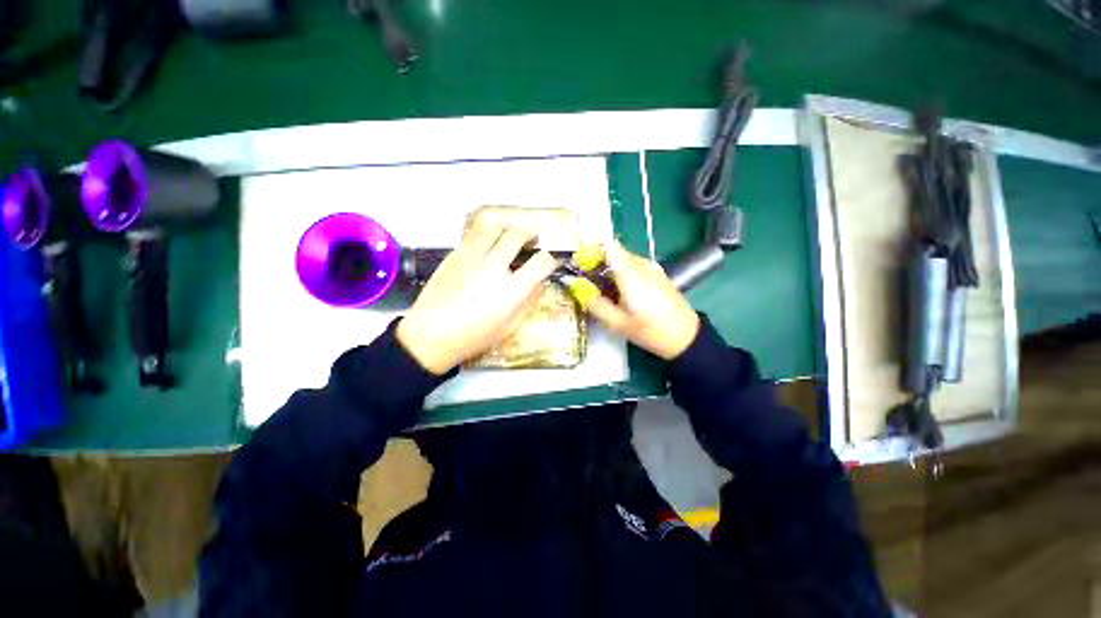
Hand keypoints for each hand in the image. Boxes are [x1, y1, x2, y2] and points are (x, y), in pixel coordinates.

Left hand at [396, 224, 557, 373]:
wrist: (431, 334)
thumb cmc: (474, 336)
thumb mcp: (510, 326)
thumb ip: (529, 301)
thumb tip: (539, 281)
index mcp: (511, 291)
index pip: (541, 262)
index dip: (549, 259)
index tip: (547, 262)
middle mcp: (493, 268)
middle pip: (518, 235)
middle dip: (530, 234)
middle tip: (531, 240)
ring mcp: (472, 257)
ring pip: (495, 227)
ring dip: (508, 229)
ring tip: (509, 238)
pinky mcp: (455, 254)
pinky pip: (475, 234)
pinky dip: (488, 235)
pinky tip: (487, 247)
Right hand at [585, 240, 699, 359]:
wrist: (686, 336)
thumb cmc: (650, 331)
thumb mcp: (617, 323)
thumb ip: (595, 303)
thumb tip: (576, 287)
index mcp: (630, 274)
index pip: (608, 245)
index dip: (590, 249)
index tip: (579, 263)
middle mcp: (641, 264)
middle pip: (613, 251)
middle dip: (597, 262)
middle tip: (586, 281)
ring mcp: (651, 267)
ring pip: (623, 258)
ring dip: (609, 268)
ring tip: (602, 289)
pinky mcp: (657, 272)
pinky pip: (633, 265)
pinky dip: (621, 272)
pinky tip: (620, 292)